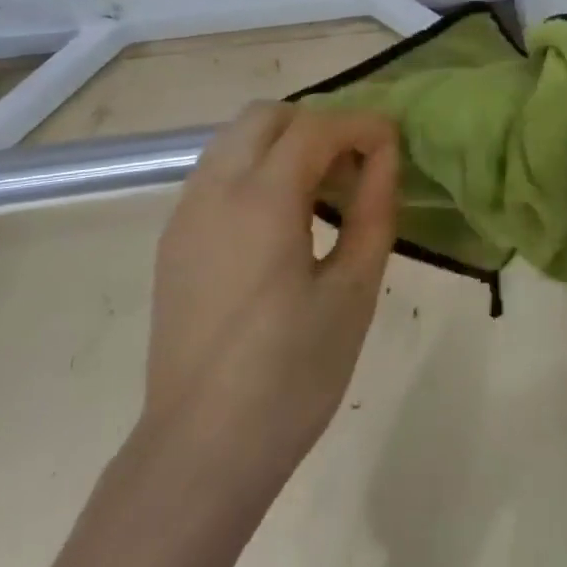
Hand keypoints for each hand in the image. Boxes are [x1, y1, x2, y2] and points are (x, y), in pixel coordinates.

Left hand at [142, 103, 399, 481]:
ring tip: (320, 191)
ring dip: (283, 143)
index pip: (316, 127)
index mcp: (262, 199)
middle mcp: (215, 188)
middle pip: (266, 116)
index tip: (393, 142)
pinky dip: (254, 169)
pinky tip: (279, 220)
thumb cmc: (290, 375)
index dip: (361, 124)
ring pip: (235, 139)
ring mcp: (186, 211)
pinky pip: (216, 173)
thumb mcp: (352, 292)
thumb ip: (373, 211)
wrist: (200, 450)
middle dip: (317, 123)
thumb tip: (385, 157)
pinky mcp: (174, 238)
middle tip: (354, 167)